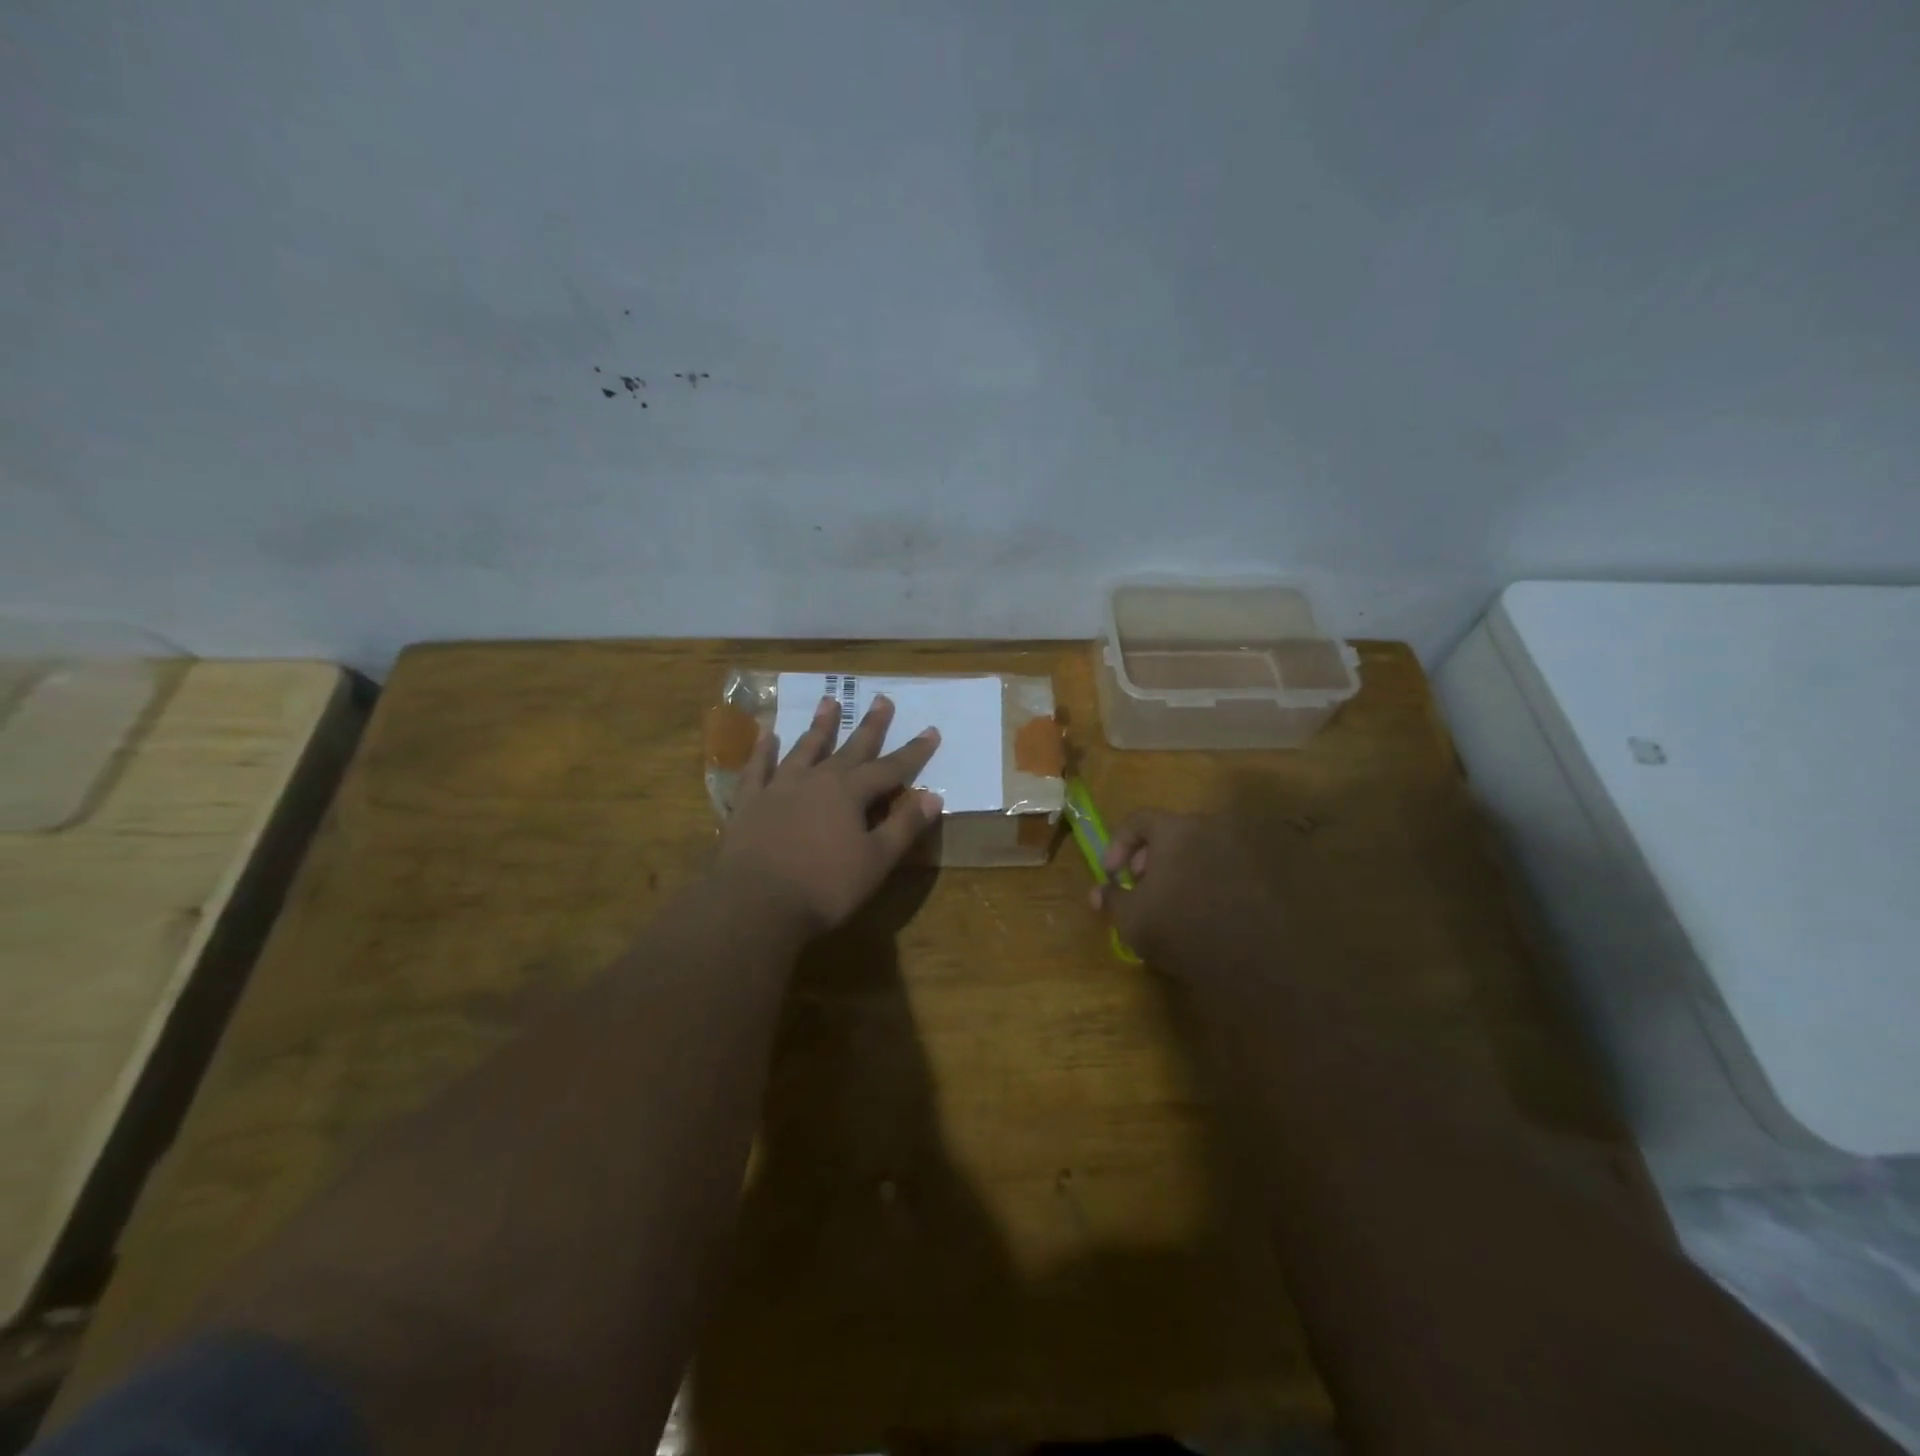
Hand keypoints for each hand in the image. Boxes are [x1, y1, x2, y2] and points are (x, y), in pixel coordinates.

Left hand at [718, 693, 942, 936]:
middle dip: (870, 725)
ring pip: (804, 748)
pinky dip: (763, 750)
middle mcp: (816, 780)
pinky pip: (757, 768)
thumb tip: (933, 796)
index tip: (931, 730)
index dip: (913, 752)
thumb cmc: (824, 887)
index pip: (890, 767)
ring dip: (819, 726)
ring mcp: (779, 787)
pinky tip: (766, 735)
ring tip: (828, 701)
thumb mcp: (876, 861)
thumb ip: (904, 826)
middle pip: (849, 748)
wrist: (755, 904)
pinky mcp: (749, 802)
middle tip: (882, 699)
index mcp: (850, 793)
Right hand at [1092, 810, 1283, 970]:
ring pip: (1195, 850)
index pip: (1138, 820)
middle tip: (1138, 885)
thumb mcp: (1130, 917)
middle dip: (1147, 857)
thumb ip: (1111, 898)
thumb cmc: (1178, 928)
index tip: (1112, 873)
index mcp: (1175, 829)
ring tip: (1165, 902)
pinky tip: (1195, 912)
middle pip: (1169, 833)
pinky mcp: (1257, 876)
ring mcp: (1237, 852)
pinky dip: (1201, 881)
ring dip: (1175, 869)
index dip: (1118, 844)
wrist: (1248, 960)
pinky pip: (1218, 868)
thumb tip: (1098, 893)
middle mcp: (1209, 830)